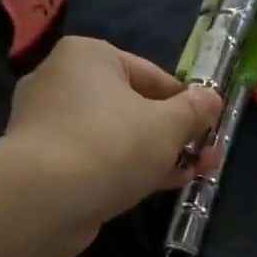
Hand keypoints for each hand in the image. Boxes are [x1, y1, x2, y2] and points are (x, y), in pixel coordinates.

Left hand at [3, 36, 222, 247]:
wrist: (44, 200)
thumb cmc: (112, 144)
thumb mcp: (168, 125)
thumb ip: (195, 110)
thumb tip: (212, 99)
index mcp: (88, 57)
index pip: (152, 75)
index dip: (187, 104)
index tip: (210, 129)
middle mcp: (61, 81)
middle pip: (133, 106)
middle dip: (174, 133)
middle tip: (206, 155)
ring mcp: (48, 123)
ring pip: (116, 135)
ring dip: (155, 154)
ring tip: (192, 174)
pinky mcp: (43, 162)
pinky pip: (96, 159)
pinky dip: (125, 169)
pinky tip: (156, 186)